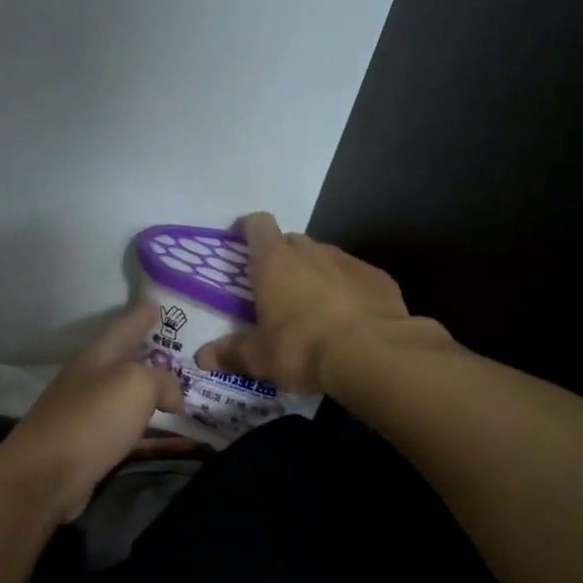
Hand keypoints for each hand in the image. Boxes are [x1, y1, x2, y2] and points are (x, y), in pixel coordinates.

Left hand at [0, 303, 188, 522]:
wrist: (45, 477)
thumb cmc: (91, 420)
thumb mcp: (135, 384)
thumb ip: (162, 381)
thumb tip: (172, 397)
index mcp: (96, 358)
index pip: (124, 327)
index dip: (142, 315)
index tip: (157, 301)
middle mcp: (91, 384)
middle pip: (128, 366)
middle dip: (156, 360)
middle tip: (189, 358)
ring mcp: (90, 419)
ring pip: (133, 405)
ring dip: (159, 403)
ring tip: (193, 402)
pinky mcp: (95, 452)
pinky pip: (136, 440)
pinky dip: (160, 441)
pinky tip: (185, 446)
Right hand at [194, 212, 436, 393]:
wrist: (372, 353)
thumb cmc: (302, 348)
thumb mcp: (259, 358)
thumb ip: (231, 353)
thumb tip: (202, 357)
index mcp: (274, 262)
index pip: (257, 225)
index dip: (247, 230)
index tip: (241, 243)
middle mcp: (311, 251)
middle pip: (291, 242)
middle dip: (281, 259)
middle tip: (274, 289)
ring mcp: (348, 262)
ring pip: (324, 258)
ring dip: (315, 275)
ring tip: (312, 308)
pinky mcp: (379, 279)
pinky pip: (355, 278)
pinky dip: (347, 291)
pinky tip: (347, 319)